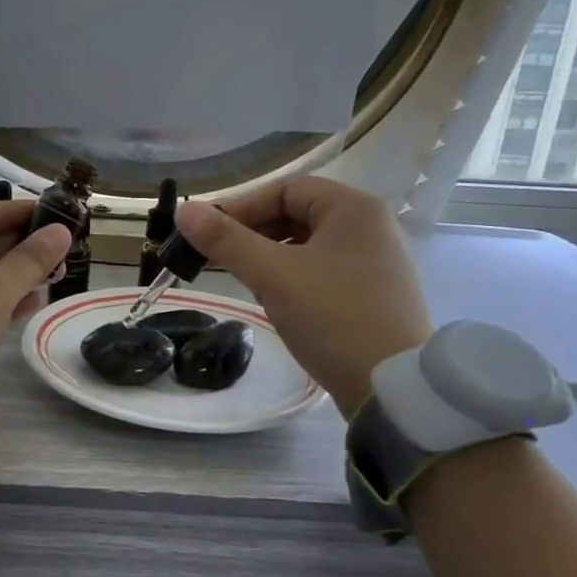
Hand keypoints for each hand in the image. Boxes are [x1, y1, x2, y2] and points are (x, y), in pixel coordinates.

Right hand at [175, 178, 431, 418]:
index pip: (286, 189)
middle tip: (218, 258)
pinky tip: (274, 299)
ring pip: (307, 245)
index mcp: (353, 208)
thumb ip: (226, 240)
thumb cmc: (333, 317)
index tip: (209, 235)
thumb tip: (184, 211)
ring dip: (269, 256)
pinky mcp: (371, 294)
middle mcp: (369, 227)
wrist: (391, 387)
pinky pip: (322, 270)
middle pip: (297, 215)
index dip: (242, 207)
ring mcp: (374, 262)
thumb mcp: (273, 275)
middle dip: (253, 233)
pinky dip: (291, 276)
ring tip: (241, 279)